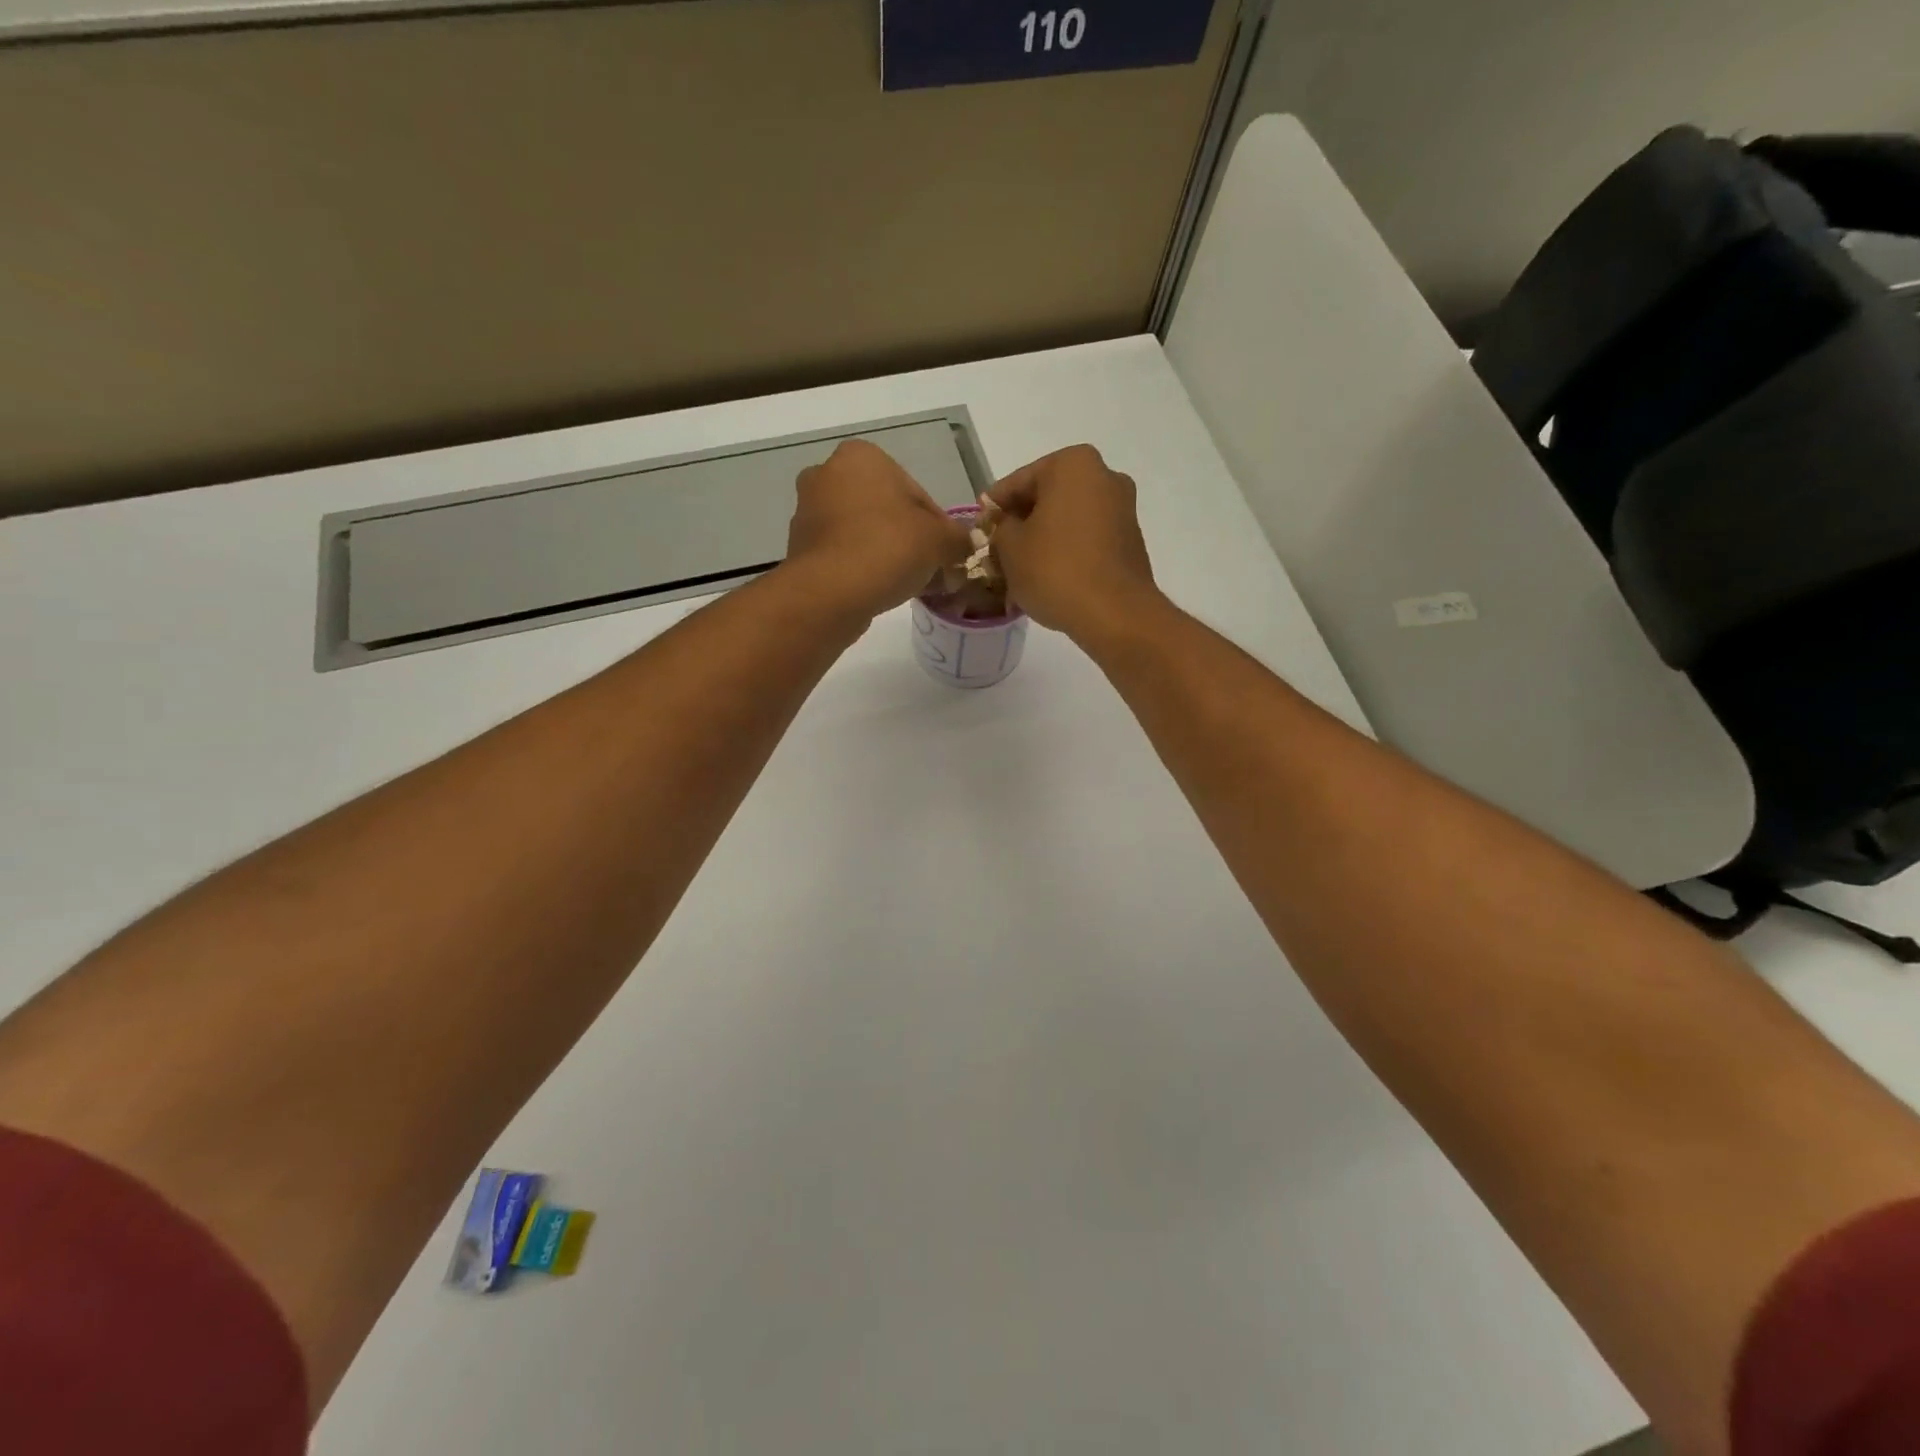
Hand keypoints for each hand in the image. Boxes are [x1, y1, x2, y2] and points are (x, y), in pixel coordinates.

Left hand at [785, 440, 972, 620]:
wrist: (830, 593)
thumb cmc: (888, 549)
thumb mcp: (940, 541)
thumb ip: (958, 539)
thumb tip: (962, 547)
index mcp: (862, 456)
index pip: (915, 492)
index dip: (937, 526)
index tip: (946, 553)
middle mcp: (827, 473)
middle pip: (886, 509)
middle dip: (908, 537)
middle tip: (929, 568)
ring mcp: (807, 511)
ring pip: (863, 531)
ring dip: (884, 552)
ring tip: (906, 583)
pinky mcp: (798, 547)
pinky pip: (843, 553)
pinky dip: (861, 567)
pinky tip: (879, 589)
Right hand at [987, 445, 1161, 639]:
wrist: (1115, 614)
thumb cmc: (1056, 570)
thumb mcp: (1009, 547)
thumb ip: (1000, 528)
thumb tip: (1005, 526)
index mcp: (1072, 464)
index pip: (1016, 483)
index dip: (992, 509)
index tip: (978, 531)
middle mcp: (1103, 476)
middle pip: (1045, 498)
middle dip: (1020, 525)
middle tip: (996, 553)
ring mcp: (1122, 508)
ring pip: (1066, 520)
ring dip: (1042, 540)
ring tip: (1019, 570)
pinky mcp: (1130, 540)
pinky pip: (1086, 538)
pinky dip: (1065, 552)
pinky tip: (1047, 577)